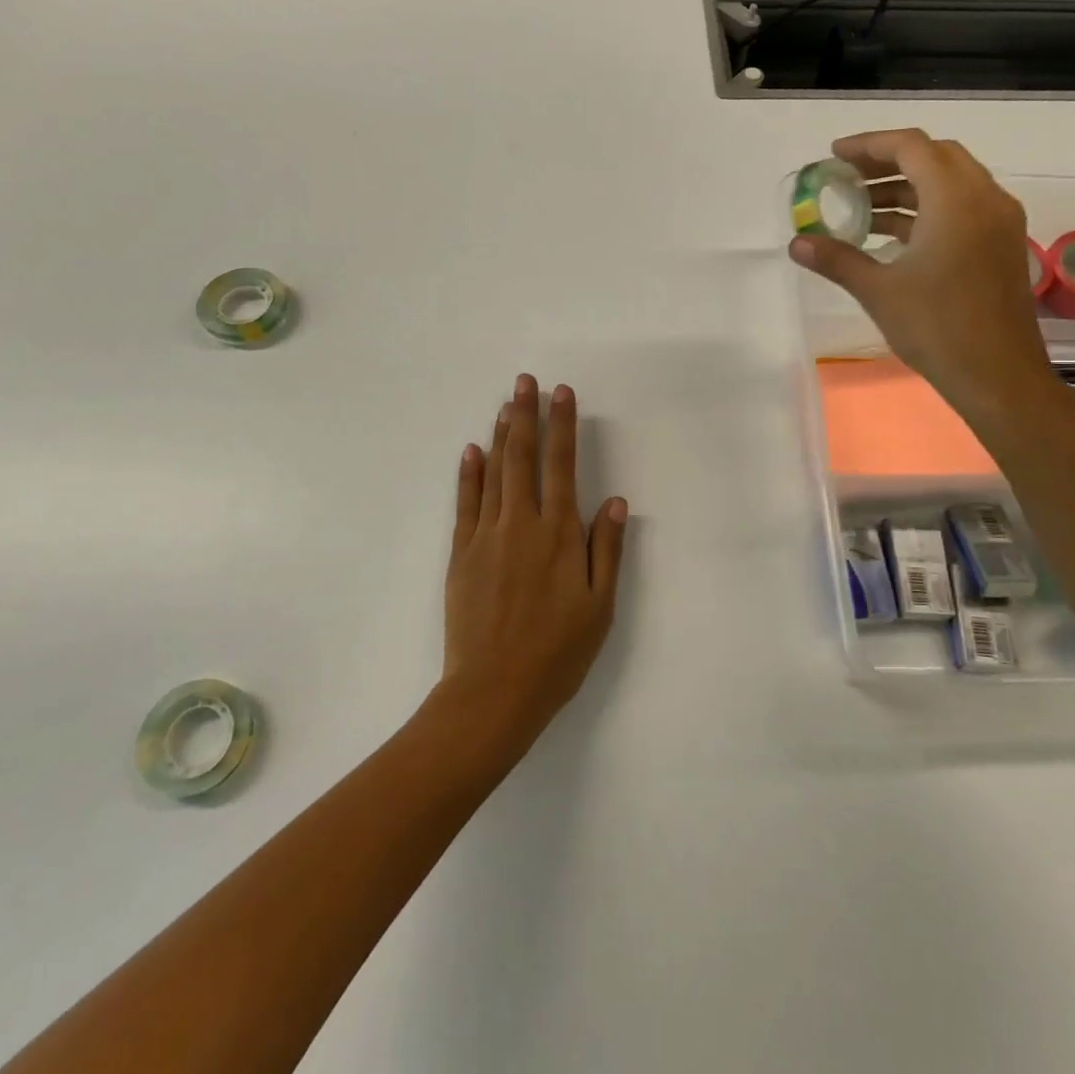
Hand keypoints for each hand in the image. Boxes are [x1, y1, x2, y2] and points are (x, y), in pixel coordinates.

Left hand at [436, 374, 627, 759]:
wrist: (493, 691)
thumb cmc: (557, 652)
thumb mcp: (599, 606)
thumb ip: (606, 550)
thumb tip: (613, 501)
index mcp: (559, 534)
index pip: (562, 466)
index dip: (563, 426)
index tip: (561, 393)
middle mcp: (521, 524)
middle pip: (523, 458)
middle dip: (525, 416)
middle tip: (524, 382)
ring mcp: (486, 536)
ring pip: (494, 474)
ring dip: (501, 437)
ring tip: (505, 406)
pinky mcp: (460, 554)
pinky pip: (465, 503)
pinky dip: (468, 474)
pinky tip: (471, 450)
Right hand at [788, 130, 1052, 422]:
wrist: (997, 375)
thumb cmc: (936, 327)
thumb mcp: (878, 290)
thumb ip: (837, 258)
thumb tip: (797, 243)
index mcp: (956, 199)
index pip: (911, 147)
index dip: (868, 145)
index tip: (833, 157)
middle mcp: (985, 198)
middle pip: (935, 157)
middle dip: (888, 161)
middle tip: (848, 178)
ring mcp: (999, 222)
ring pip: (951, 182)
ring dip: (907, 187)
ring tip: (862, 209)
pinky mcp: (1001, 245)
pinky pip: (962, 208)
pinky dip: (927, 209)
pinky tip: (894, 236)